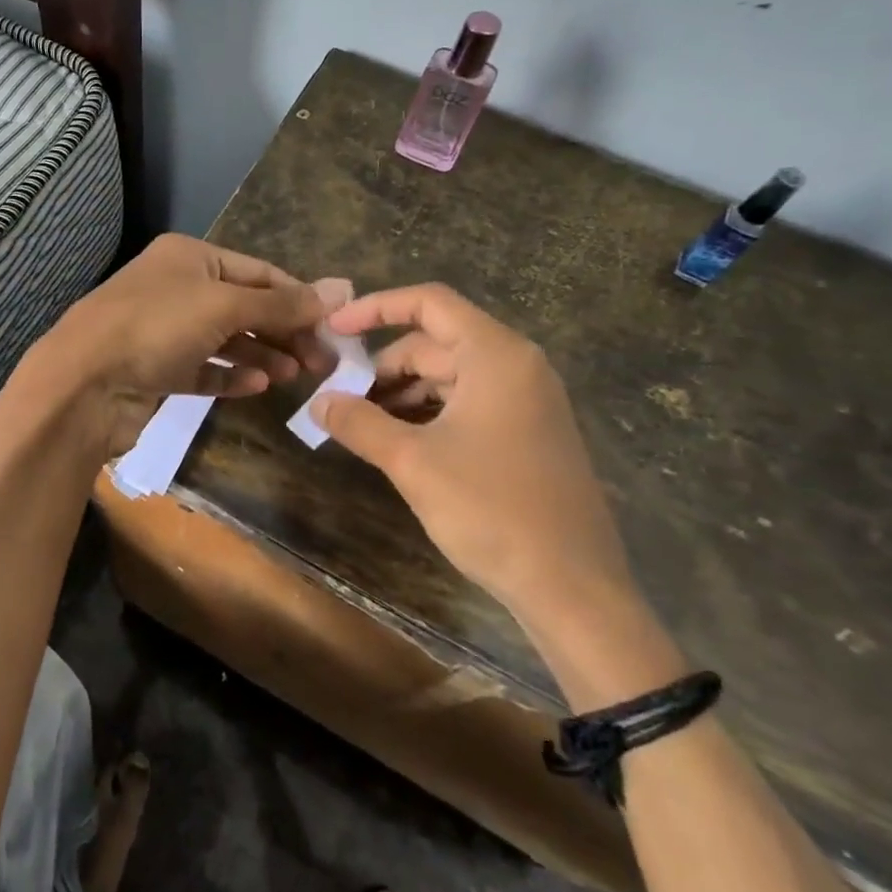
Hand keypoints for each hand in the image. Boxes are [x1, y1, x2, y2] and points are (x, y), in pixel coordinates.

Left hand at [29, 234, 349, 456]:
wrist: (82, 384)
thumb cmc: (155, 328)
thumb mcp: (224, 306)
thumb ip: (281, 304)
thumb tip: (342, 290)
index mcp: (190, 257)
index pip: (259, 272)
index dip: (298, 298)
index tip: (335, 327)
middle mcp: (176, 288)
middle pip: (245, 307)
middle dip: (284, 331)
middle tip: (322, 362)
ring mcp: (163, 330)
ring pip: (225, 340)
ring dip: (261, 355)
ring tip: (294, 375)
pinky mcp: (156, 370)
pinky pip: (203, 370)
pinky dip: (230, 376)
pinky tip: (257, 387)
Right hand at [310, 284, 636, 631]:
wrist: (573, 588)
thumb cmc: (490, 509)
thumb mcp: (412, 462)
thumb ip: (358, 422)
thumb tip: (317, 402)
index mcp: (495, 355)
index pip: (429, 303)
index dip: (375, 309)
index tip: (333, 332)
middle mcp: (517, 366)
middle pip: (435, 343)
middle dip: (383, 367)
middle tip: (341, 400)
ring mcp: (528, 400)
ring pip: (450, 376)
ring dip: (403, 394)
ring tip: (364, 427)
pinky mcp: (529, 433)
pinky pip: (469, 403)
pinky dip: (430, 413)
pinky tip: (401, 444)